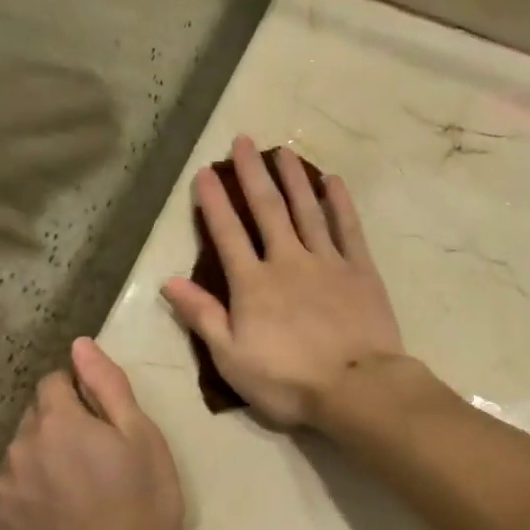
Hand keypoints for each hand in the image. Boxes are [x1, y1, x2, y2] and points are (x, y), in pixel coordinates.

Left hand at [0, 338, 183, 529]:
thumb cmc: (143, 499)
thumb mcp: (141, 435)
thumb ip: (107, 385)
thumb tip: (79, 345)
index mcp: (57, 420)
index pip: (54, 382)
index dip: (79, 395)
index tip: (103, 422)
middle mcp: (20, 445)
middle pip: (36, 418)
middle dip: (60, 426)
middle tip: (96, 458)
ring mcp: (4, 486)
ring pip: (22, 454)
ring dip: (43, 458)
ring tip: (77, 491)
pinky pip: (12, 489)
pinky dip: (30, 492)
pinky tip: (58, 514)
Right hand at [162, 136, 403, 427]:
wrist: (356, 388)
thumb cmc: (288, 381)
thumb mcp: (231, 359)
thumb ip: (203, 317)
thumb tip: (169, 281)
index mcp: (253, 284)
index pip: (227, 234)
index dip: (214, 202)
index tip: (205, 172)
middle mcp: (288, 261)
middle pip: (268, 210)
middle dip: (252, 174)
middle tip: (243, 141)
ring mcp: (328, 262)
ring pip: (307, 210)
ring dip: (294, 179)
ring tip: (282, 151)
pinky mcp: (361, 271)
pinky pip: (348, 229)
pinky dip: (340, 204)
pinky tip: (333, 182)